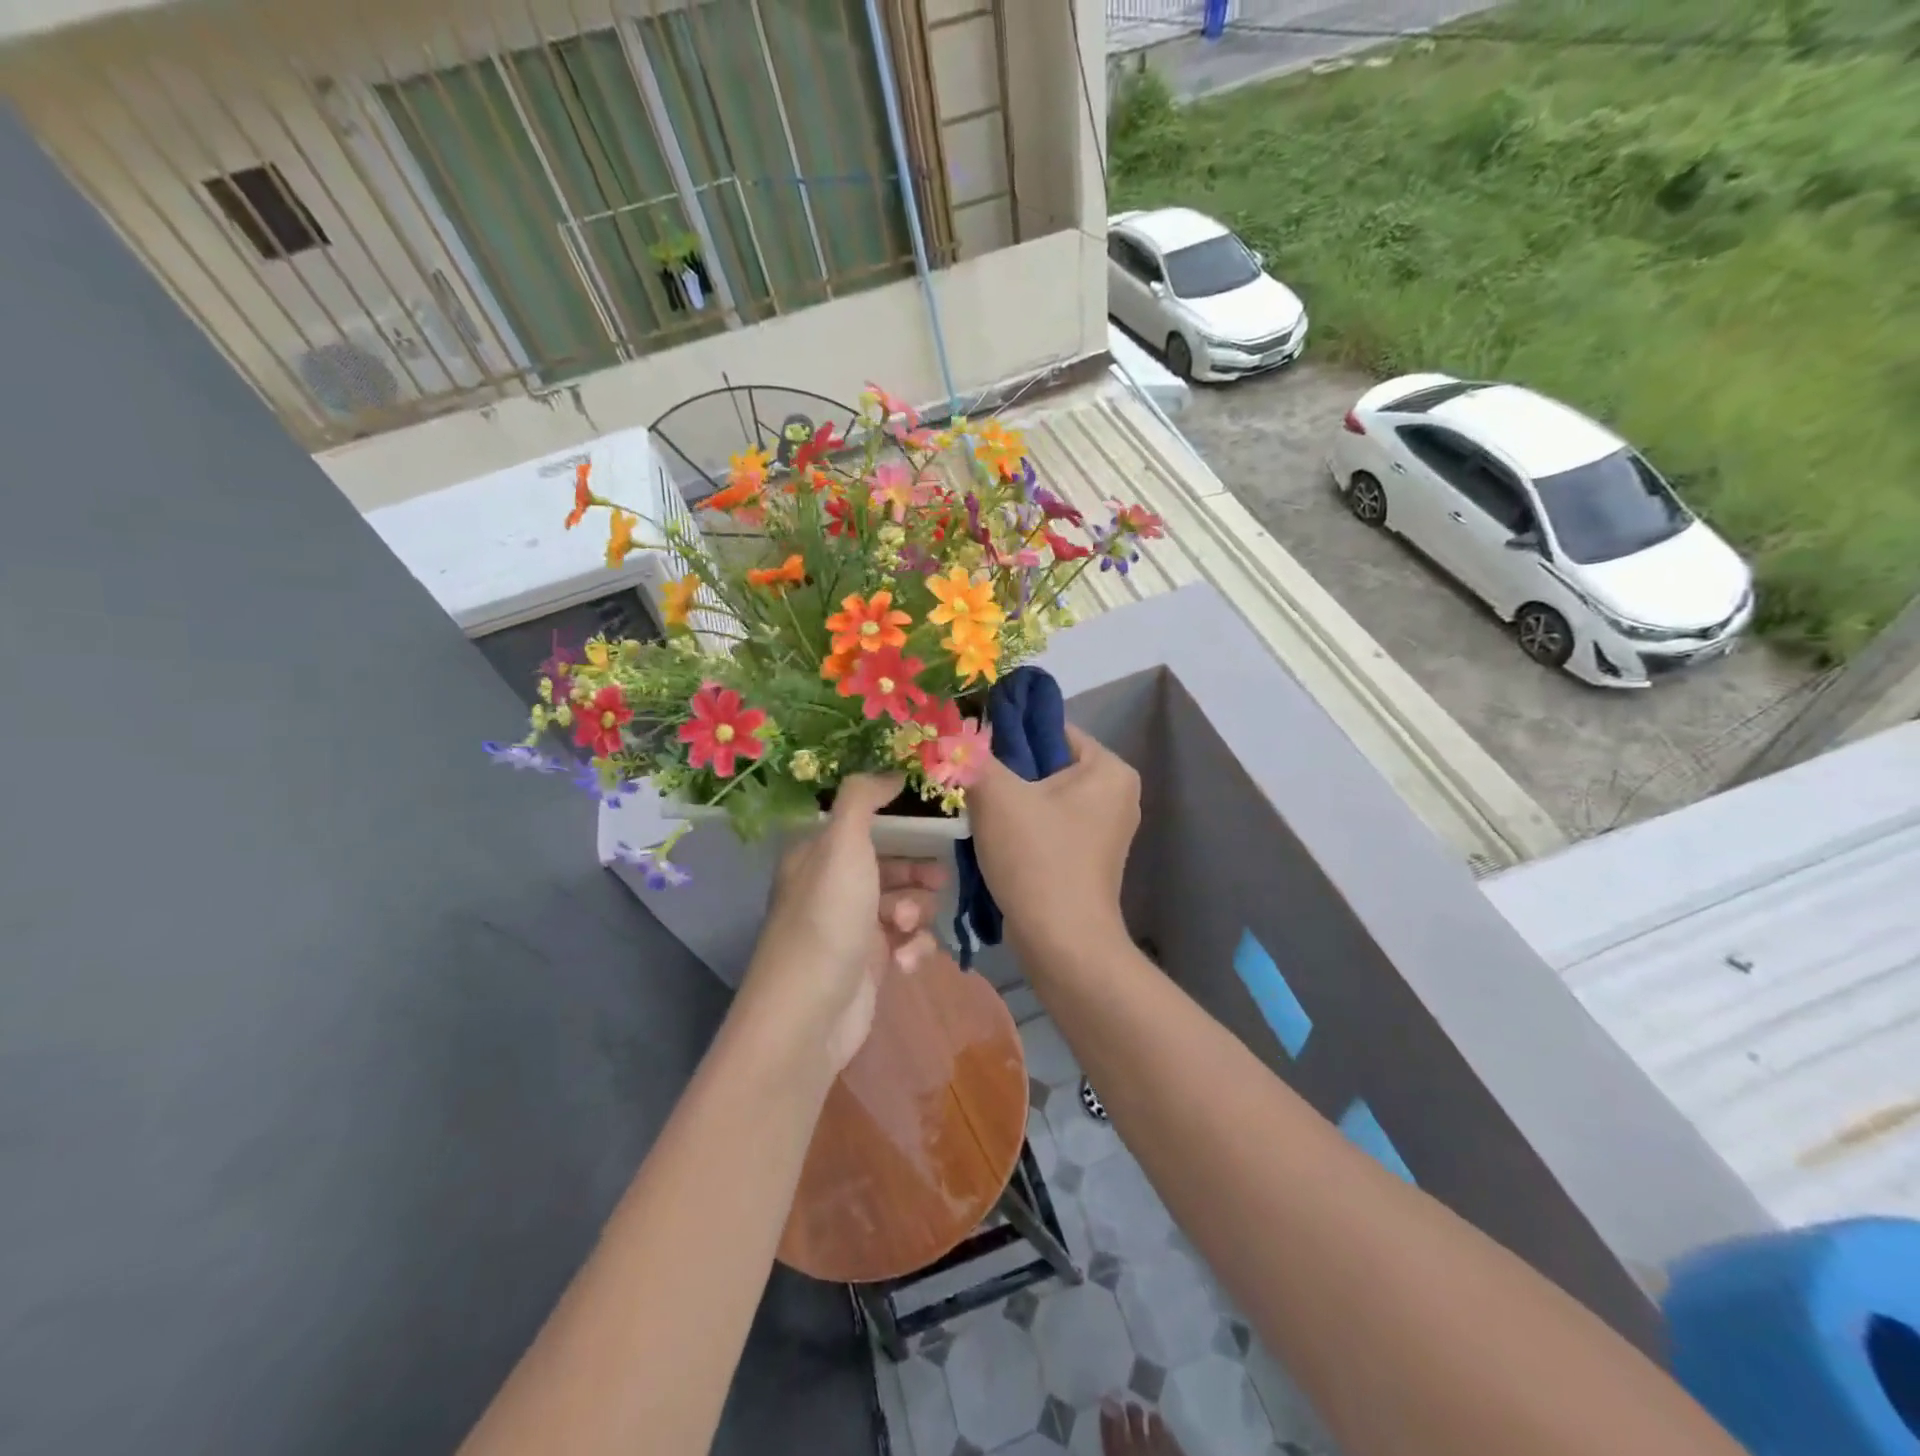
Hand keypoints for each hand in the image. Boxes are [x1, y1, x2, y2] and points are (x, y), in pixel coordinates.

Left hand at [740, 774, 943, 1072]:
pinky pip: (906, 941)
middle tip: (939, 879)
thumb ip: (864, 798)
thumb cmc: (828, 917)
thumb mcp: (843, 843)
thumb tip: (891, 768)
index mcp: (818, 855)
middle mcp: (832, 887)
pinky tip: (905, 962)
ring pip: (904, 903)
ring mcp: (852, 928)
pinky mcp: (870, 964)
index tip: (937, 819)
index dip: (901, 821)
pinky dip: (912, 948)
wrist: (811, 1013)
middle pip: (890, 864)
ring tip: (907, 926)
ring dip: (915, 913)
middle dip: (916, 873)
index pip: (865, 824)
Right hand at [965, 723, 1139, 960]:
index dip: (1005, 732)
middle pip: (1045, 763)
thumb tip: (953, 733)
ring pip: (1042, 796)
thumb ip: (974, 756)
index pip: (1049, 727)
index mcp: (1109, 768)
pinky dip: (1020, 826)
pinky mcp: (1087, 857)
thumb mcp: (997, 795)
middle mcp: (1116, 793)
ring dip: (1008, 801)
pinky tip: (991, 837)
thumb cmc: (1038, 859)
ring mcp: (1103, 828)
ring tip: (974, 808)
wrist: (1062, 944)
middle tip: (965, 779)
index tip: (967, 746)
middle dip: (1004, 771)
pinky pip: (1047, 824)